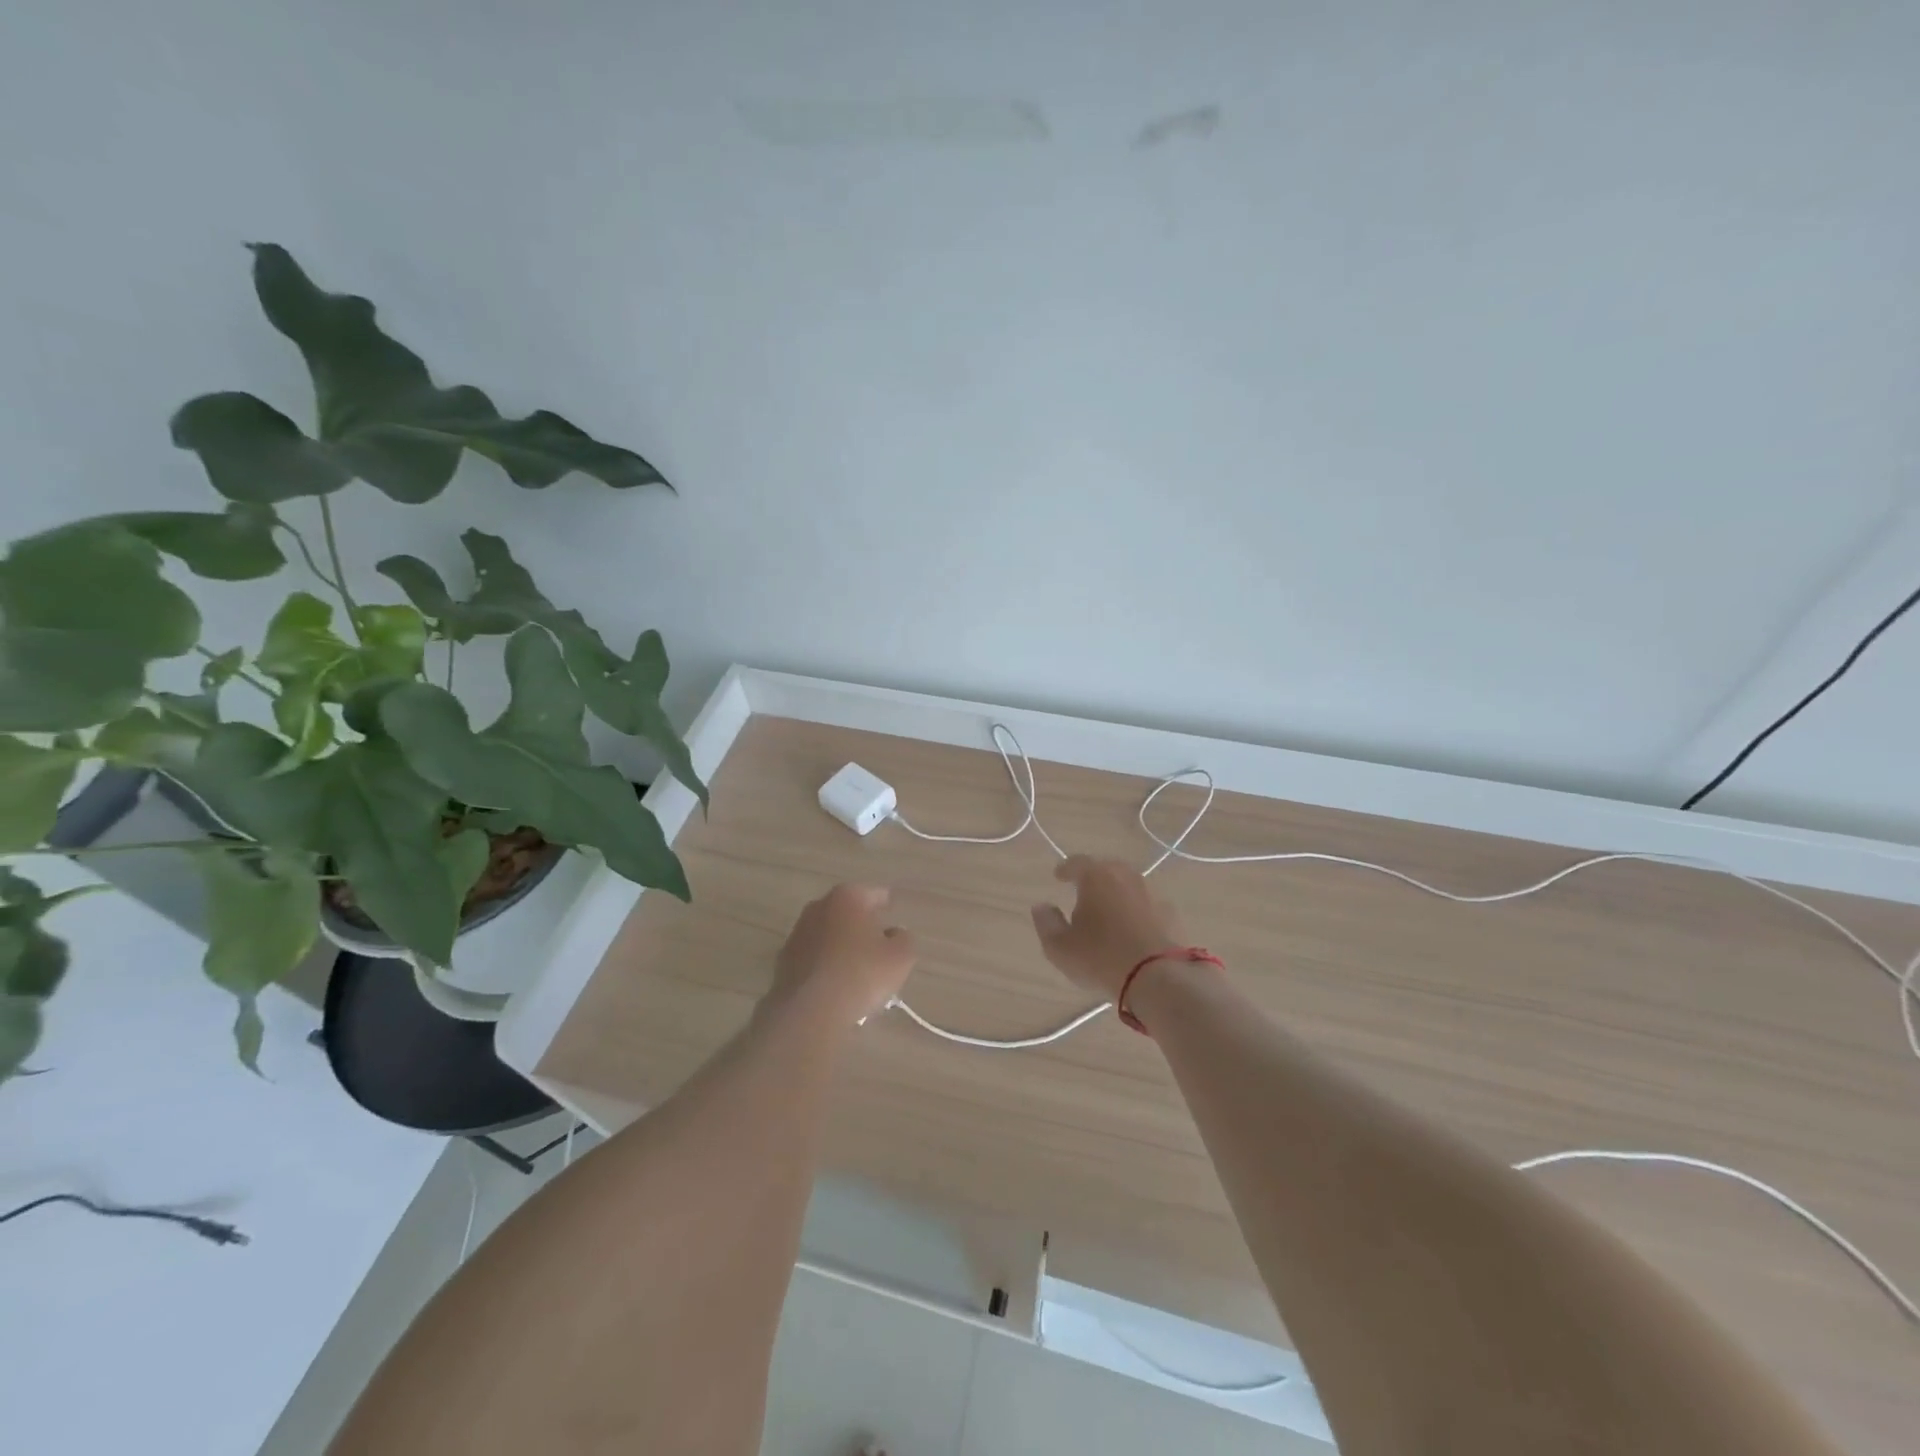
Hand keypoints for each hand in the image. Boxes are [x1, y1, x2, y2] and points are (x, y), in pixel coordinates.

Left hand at [768, 883, 917, 1026]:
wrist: (809, 1011)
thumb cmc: (861, 974)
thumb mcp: (901, 957)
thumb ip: (904, 938)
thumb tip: (894, 933)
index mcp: (848, 897)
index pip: (875, 895)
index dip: (888, 908)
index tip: (894, 923)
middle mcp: (819, 906)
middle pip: (849, 913)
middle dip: (863, 927)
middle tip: (880, 949)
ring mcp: (798, 932)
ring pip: (829, 934)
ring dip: (842, 946)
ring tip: (858, 972)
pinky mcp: (784, 960)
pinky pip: (814, 957)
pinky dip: (825, 965)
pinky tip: (836, 986)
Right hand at [1030, 857, 1185, 1000]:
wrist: (1157, 977)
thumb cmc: (1100, 957)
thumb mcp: (1060, 946)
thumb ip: (1047, 922)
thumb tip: (1041, 906)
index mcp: (1096, 877)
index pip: (1077, 863)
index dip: (1066, 868)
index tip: (1058, 876)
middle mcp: (1125, 876)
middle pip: (1107, 869)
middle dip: (1094, 877)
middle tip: (1083, 891)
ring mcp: (1151, 894)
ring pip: (1128, 885)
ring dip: (1117, 893)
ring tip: (1107, 910)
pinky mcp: (1170, 914)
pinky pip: (1146, 905)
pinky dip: (1136, 910)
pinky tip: (1131, 927)